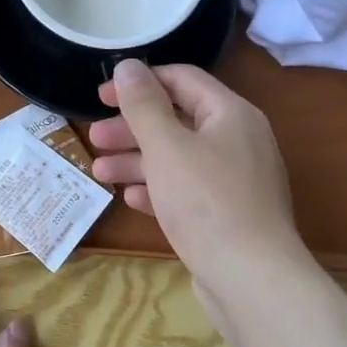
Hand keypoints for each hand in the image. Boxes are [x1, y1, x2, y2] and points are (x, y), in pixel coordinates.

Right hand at [89, 61, 304, 284]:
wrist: (252, 280)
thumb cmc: (206, 202)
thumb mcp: (166, 146)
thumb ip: (143, 104)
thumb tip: (128, 65)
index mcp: (230, 114)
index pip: (181, 80)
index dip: (139, 82)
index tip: (101, 96)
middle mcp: (238, 140)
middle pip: (177, 120)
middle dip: (132, 128)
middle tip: (94, 138)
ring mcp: (236, 180)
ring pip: (179, 158)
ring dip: (137, 161)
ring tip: (100, 171)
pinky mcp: (229, 215)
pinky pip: (188, 190)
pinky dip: (158, 189)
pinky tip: (131, 198)